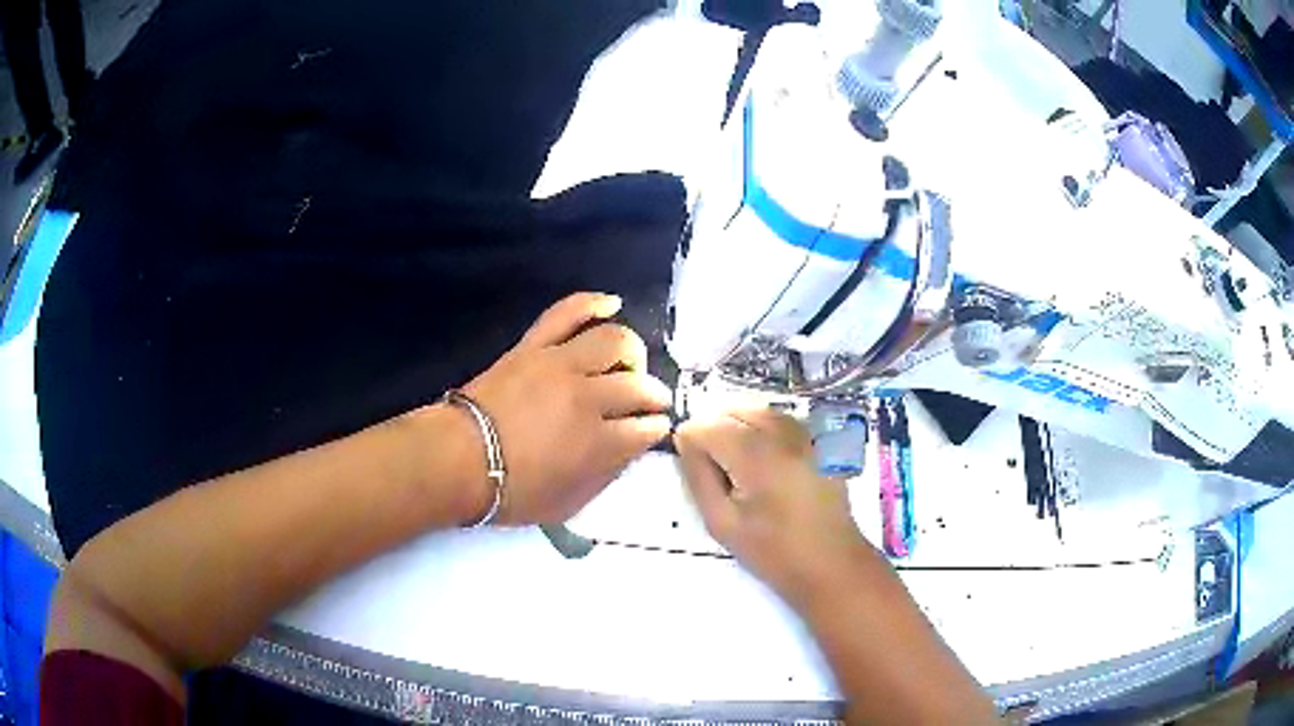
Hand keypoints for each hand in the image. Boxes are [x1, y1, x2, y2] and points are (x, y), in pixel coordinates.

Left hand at [461, 293, 671, 524]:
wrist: (457, 459)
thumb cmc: (510, 491)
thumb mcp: (567, 503)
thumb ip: (605, 476)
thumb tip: (628, 450)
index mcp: (598, 443)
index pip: (645, 428)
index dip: (656, 427)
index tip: (658, 427)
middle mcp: (588, 398)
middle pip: (637, 386)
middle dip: (653, 395)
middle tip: (652, 401)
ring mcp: (560, 365)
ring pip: (614, 341)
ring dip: (632, 352)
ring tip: (631, 363)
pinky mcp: (534, 346)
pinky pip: (566, 313)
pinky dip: (591, 303)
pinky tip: (612, 303)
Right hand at [675, 409, 873, 606]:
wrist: (831, 563)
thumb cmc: (772, 552)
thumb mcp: (721, 522)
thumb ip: (699, 477)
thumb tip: (685, 441)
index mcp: (756, 457)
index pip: (709, 425)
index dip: (690, 437)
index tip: (686, 459)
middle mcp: (783, 436)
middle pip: (735, 410)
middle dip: (713, 426)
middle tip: (706, 461)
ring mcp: (805, 436)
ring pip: (760, 410)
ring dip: (737, 424)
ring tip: (730, 457)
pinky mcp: (818, 443)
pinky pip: (782, 420)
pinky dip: (762, 426)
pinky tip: (760, 455)